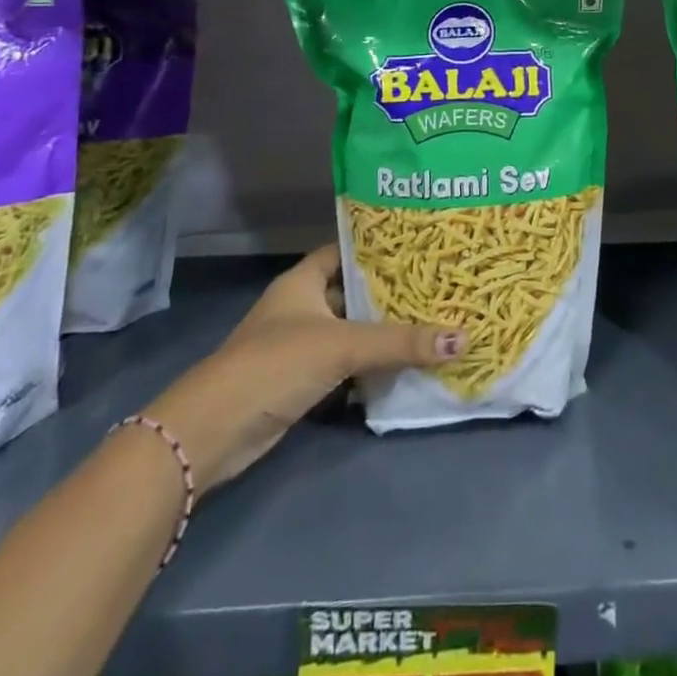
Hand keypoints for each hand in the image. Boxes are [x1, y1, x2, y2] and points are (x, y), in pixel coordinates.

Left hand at [147, 245, 460, 488]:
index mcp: (303, 281)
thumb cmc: (275, 364)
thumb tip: (463, 338)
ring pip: (351, 331)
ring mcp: (299, 345)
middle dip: (390, 293)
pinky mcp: (301, 381)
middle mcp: (301, 306)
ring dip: (383, 333)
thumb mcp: (341, 345)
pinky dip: (370, 366)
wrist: (213, 432)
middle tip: (439, 286)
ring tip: (433, 321)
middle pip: (353, 292)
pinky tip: (405, 365)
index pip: (346, 250)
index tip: (421, 244)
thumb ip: (400, 342)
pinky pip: (345, 365)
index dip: (378, 246)